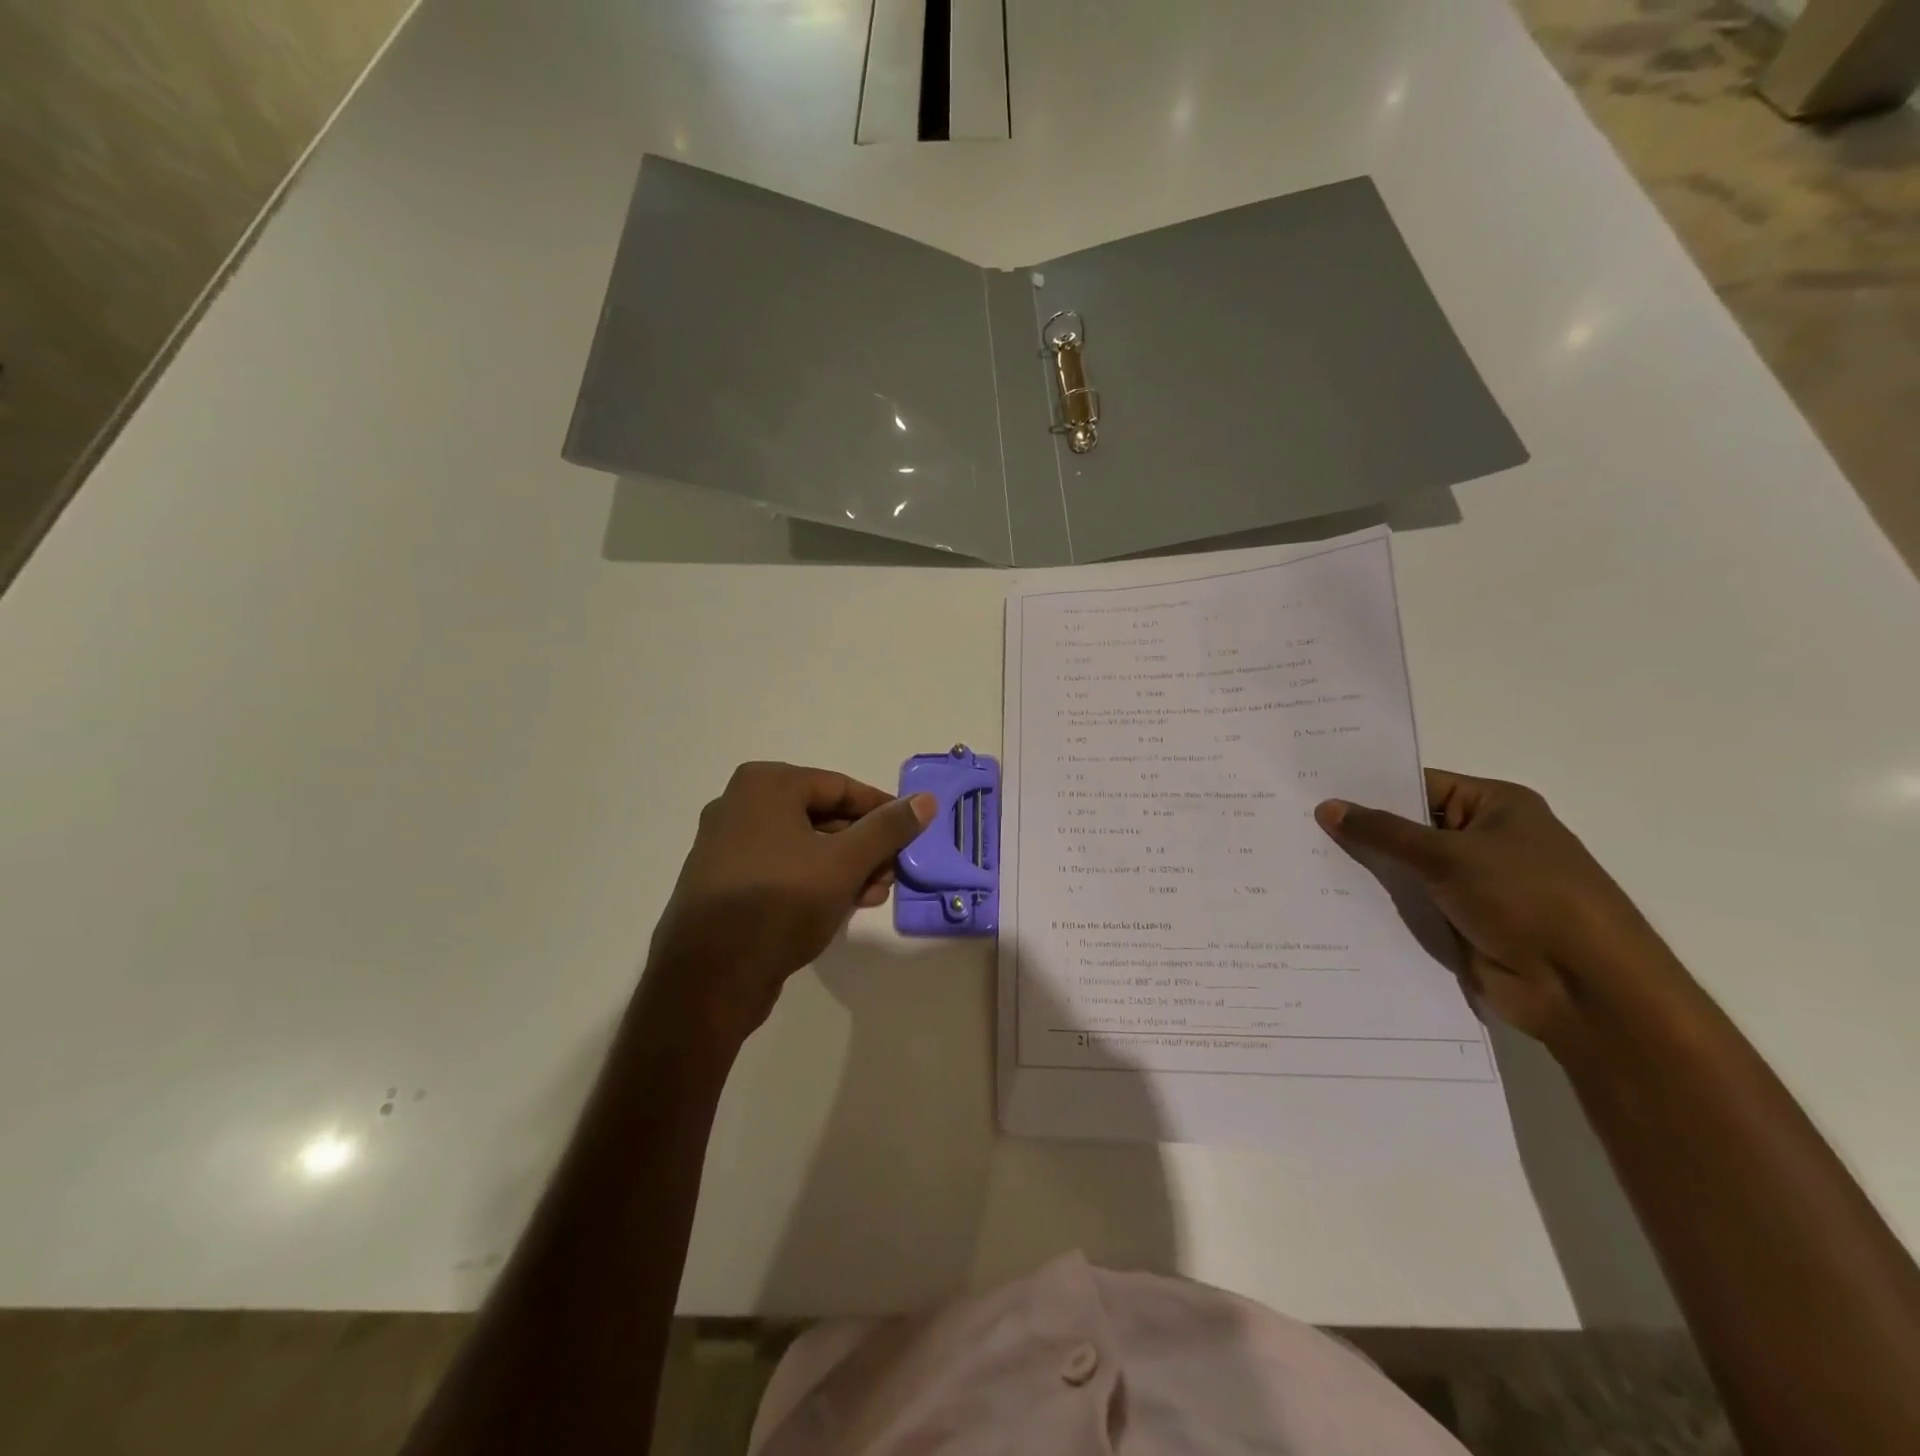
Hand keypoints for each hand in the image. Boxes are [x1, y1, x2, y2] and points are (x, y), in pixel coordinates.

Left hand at [644, 762, 935, 1044]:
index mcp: (765, 785)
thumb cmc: (780, 903)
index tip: (911, 834)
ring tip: (875, 895)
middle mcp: (740, 804)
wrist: (708, 978)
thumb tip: (925, 800)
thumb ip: (888, 829)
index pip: (840, 787)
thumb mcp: (845, 863)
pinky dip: (814, 881)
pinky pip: (781, 869)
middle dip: (864, 845)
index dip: (882, 811)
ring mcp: (727, 845)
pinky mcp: (724, 882)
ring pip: (804, 846)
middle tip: (894, 872)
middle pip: (822, 816)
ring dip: (845, 867)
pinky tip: (843, 906)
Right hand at [1315, 769, 1696, 1051]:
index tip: (1315, 786)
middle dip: (1361, 829)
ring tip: (1300, 857)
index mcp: (1496, 807)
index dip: (1370, 788)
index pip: (1421, 785)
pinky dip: (1378, 903)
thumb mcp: (1448, 855)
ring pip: (1406, 868)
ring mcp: (1473, 885)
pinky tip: (1328, 897)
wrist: (1585, 989)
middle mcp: (1485, 841)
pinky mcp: (1461, 923)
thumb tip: (1326, 807)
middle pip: (1410, 827)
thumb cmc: (1527, 899)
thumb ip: (1383, 832)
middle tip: (1296, 820)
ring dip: (1366, 868)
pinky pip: (1410, 904)